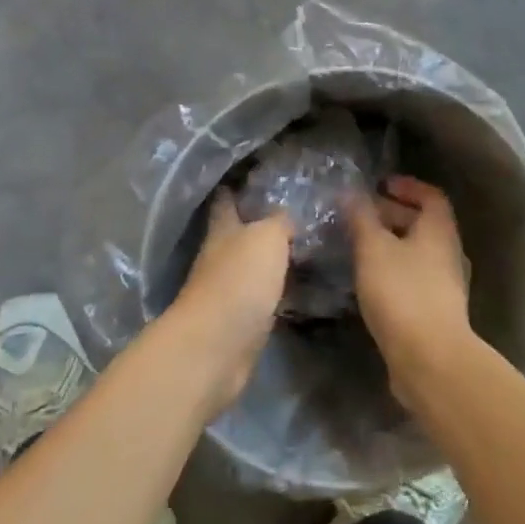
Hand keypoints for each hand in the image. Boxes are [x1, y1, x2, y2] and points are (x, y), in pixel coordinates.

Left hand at [167, 191, 291, 412]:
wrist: (217, 348)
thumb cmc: (238, 282)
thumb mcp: (266, 237)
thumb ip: (279, 221)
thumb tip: (287, 216)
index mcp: (222, 230)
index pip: (226, 200)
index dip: (237, 187)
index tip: (256, 175)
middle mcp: (220, 257)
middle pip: (239, 234)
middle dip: (261, 223)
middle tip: (297, 212)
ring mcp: (228, 291)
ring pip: (252, 266)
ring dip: (272, 259)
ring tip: (307, 247)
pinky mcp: (240, 321)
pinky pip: (263, 297)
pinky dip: (279, 291)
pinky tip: (302, 288)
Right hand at [347, 176, 474, 405]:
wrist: (430, 359)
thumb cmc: (402, 293)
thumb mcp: (373, 249)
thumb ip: (361, 218)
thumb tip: (351, 192)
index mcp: (439, 231)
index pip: (431, 195)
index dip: (407, 185)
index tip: (381, 185)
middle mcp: (448, 253)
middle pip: (423, 223)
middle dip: (392, 214)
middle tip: (360, 215)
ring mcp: (445, 284)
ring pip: (417, 252)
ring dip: (390, 243)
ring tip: (358, 245)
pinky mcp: (435, 311)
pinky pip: (413, 277)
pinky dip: (392, 269)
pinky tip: (368, 279)